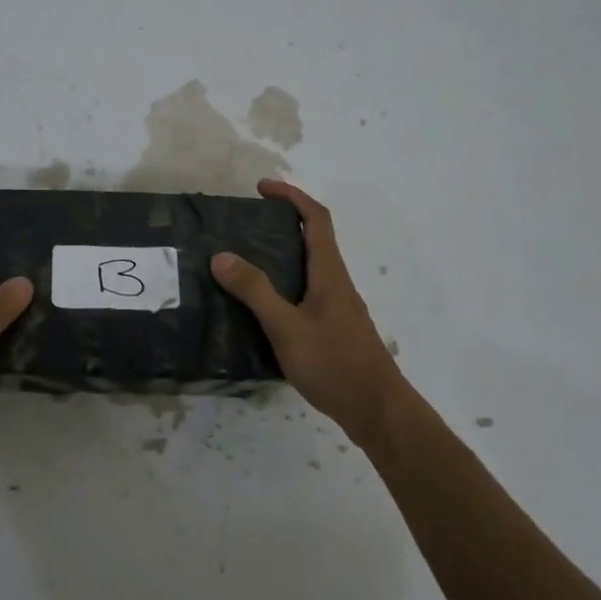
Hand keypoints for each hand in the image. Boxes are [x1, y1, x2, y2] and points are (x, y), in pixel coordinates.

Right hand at [213, 179, 405, 444]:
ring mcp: (339, 308)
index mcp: (330, 273)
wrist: (378, 411)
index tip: (262, 188)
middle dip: (282, 224)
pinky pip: (307, 293)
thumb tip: (221, 256)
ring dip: (282, 256)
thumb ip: (255, 292)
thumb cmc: (334, 364)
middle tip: (244, 227)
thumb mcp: (286, 327)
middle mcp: (337, 284)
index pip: (316, 219)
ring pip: (310, 268)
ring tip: (244, 264)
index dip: (291, 197)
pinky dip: (285, 285)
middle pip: (314, 240)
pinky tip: (263, 309)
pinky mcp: (335, 330)